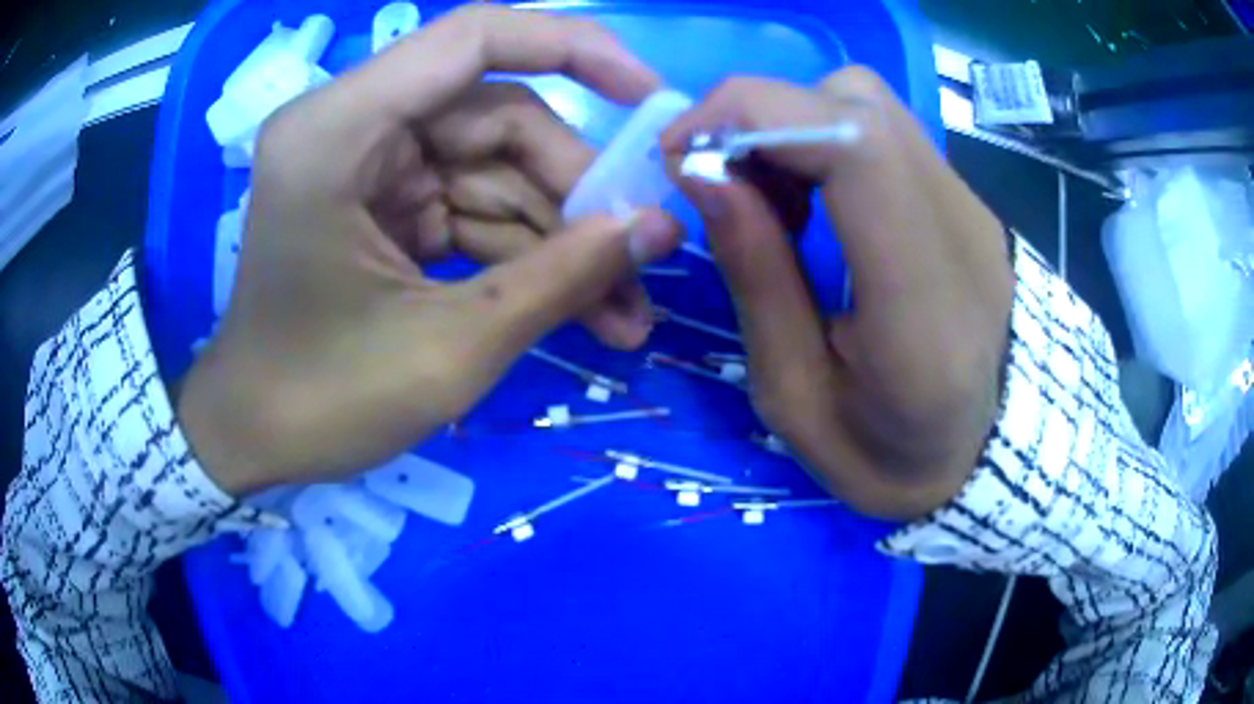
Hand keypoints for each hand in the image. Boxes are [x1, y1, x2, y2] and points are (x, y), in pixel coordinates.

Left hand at [178, 7, 680, 495]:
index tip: (650, 99)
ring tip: (621, 314)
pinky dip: (524, 254)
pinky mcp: (382, 203)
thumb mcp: (449, 350)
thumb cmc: (321, 403)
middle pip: (498, 119)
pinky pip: (472, 207)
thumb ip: (560, 279)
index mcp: (340, 130)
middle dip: (575, 195)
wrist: (252, 439)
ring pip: (496, 170)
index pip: (474, 38)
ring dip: (561, 238)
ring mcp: (368, 165)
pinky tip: (576, 309)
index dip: (575, 48)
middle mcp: (353, 125)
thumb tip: (661, 228)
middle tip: (641, 266)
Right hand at [661, 69, 1013, 519]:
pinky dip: (823, 140)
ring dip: (790, 126)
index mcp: (923, 308)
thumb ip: (757, 279)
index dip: (755, 116)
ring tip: (765, 197)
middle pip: (858, 104)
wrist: (977, 455)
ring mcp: (971, 209)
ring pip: (868, 104)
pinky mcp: (963, 200)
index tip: (681, 152)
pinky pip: (883, 132)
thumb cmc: (883, 455)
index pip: (857, 147)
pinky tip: (809, 199)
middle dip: (759, 116)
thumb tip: (702, 172)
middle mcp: (962, 234)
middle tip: (714, 178)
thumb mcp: (794, 398)